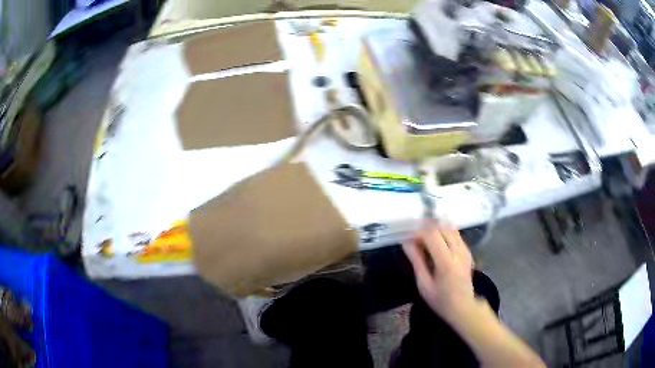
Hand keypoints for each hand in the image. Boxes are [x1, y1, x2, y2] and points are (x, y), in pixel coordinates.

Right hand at [403, 221, 475, 319]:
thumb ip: (416, 261)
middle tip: (414, 236)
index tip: (408, 237)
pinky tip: (436, 241)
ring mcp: (465, 250)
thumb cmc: (440, 299)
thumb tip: (406, 242)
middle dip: (426, 227)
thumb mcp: (424, 284)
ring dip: (436, 228)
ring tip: (424, 237)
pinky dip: (444, 232)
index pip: (432, 235)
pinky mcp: (467, 250)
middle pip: (442, 227)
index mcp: (446, 263)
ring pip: (450, 227)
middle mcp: (458, 252)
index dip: (419, 232)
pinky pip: (455, 233)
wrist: (463, 306)